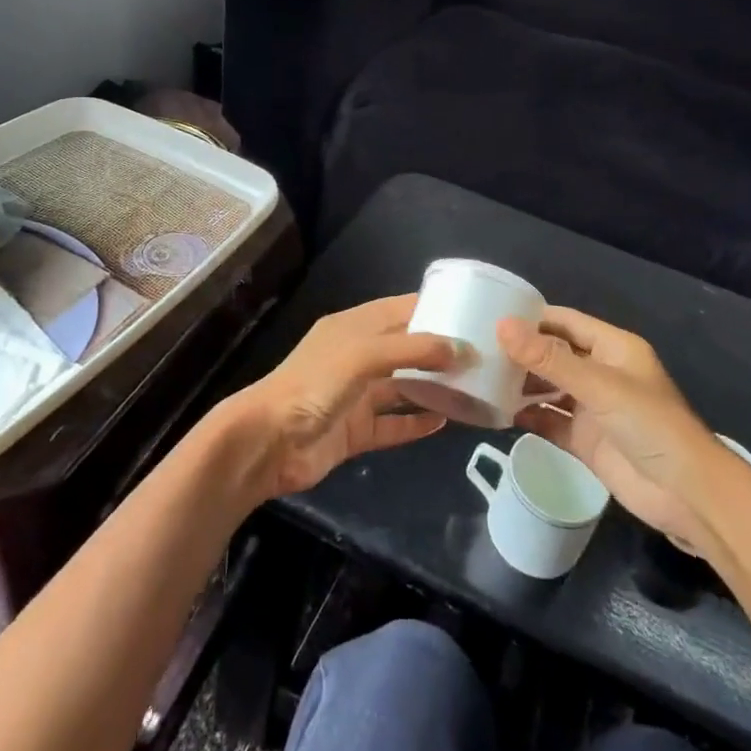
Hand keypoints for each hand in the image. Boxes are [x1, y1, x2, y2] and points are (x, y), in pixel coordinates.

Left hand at [222, 294, 454, 500]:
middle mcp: (357, 356)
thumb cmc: (314, 384)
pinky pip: (393, 424)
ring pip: (402, 386)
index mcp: (354, 327)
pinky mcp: (356, 431)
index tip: (472, 312)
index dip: (433, 308)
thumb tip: (462, 349)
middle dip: (439, 350)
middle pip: (405, 348)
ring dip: (432, 387)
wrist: (269, 442)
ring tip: (473, 387)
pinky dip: (416, 423)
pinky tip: (444, 423)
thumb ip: (413, 349)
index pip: (400, 309)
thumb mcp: (363, 354)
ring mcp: (356, 395)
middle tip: (482, 355)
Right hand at [500, 308, 726, 557]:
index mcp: (612, 348)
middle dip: (520, 352)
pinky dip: (527, 416)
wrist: (686, 494)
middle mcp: (600, 372)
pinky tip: (497, 413)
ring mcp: (592, 408)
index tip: (489, 316)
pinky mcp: (585, 440)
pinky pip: (550, 421)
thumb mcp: (598, 385)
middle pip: (553, 354)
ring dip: (520, 384)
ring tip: (479, 378)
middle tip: (475, 350)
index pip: (565, 321)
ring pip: (548, 387)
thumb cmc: (649, 424)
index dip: (531, 318)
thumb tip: (501, 326)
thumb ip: (548, 358)